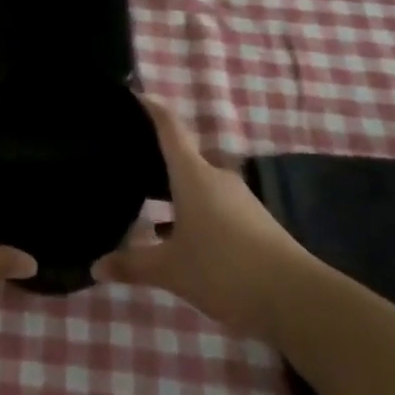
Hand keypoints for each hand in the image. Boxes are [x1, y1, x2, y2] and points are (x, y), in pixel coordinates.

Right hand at [92, 98, 309, 333]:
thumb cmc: (225, 270)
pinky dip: (192, 210)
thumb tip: (96, 266)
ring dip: (174, 188)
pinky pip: (213, 204)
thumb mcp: (171, 271)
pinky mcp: (253, 222)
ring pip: (198, 183)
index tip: (132, 94)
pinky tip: (178, 235)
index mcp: (193, 174)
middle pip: (183, 155)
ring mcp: (239, 199)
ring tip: (145, 199)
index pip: (169, 127)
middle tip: (126, 160)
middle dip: (156, 156)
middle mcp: (216, 177)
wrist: (298, 300)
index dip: (150, 108)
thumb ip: (133, 265)